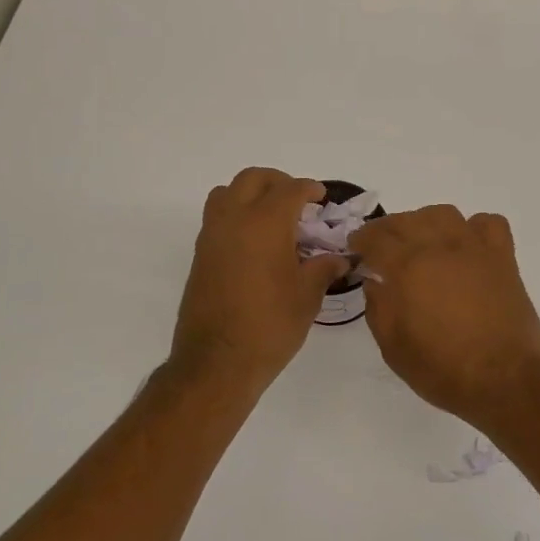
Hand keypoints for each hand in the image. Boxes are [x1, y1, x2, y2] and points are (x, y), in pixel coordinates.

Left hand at [168, 168, 346, 397]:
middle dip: (278, 182)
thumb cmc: (270, 325)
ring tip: (271, 217)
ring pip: (227, 192)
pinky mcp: (200, 255)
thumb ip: (323, 268)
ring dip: (250, 194)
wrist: (217, 361)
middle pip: (253, 179)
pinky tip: (254, 243)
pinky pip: (217, 217)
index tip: (321, 198)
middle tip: (297, 201)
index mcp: (265, 222)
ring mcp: (212, 235)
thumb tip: (340, 259)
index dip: (309, 189)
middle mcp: (234, 219)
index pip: (290, 189)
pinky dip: (235, 215)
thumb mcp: (307, 296)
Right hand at [350, 205, 539, 419]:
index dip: (361, 240)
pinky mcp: (503, 258)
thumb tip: (375, 283)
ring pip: (443, 214)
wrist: (506, 381)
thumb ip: (378, 309)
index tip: (355, 248)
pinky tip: (466, 245)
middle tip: (381, 246)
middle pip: (406, 220)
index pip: (375, 238)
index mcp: (407, 268)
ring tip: (420, 240)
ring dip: (424, 221)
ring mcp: (474, 249)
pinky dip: (473, 227)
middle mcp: (439, 247)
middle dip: (387, 229)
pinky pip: (488, 224)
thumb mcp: (393, 349)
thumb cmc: (444, 370)